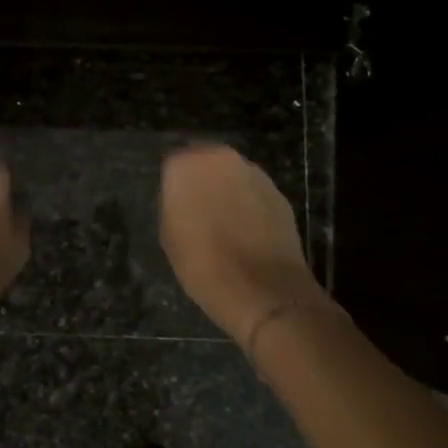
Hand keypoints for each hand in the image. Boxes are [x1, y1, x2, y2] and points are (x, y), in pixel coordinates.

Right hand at [160, 144, 326, 343]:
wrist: (263, 290)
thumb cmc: (203, 264)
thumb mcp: (169, 235)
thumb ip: (174, 203)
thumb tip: (184, 197)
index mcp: (186, 164)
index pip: (173, 163)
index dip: (174, 185)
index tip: (176, 205)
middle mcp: (221, 157)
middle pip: (206, 162)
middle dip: (203, 180)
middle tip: (199, 209)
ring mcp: (254, 173)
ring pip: (233, 175)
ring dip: (228, 190)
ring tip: (226, 223)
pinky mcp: (278, 192)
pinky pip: (255, 192)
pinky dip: (250, 204)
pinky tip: (248, 231)